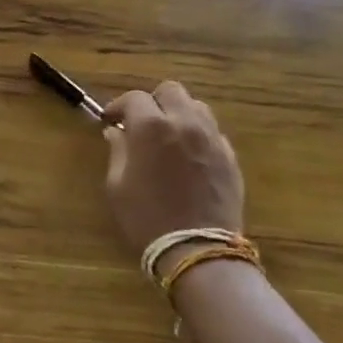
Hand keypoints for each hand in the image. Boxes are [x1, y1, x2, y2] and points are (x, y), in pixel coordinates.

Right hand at [101, 81, 245, 256]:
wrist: (198, 251)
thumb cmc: (147, 218)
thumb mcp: (118, 186)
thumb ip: (117, 151)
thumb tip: (116, 132)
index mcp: (151, 126)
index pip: (133, 98)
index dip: (119, 106)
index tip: (111, 121)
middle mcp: (184, 122)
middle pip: (170, 91)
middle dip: (153, 101)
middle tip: (143, 123)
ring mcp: (212, 138)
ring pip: (196, 106)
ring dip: (179, 114)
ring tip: (169, 136)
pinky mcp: (230, 157)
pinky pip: (213, 132)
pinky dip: (198, 134)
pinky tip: (190, 156)